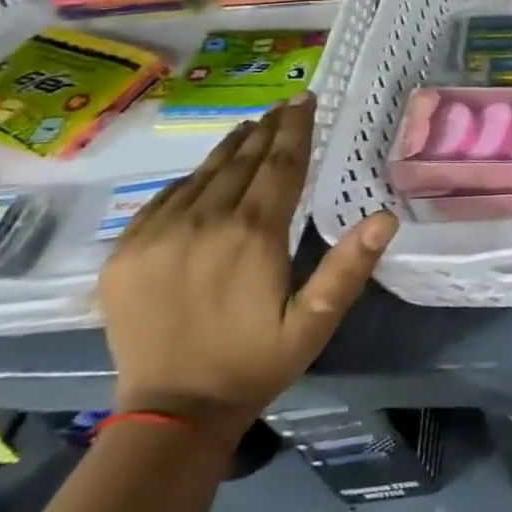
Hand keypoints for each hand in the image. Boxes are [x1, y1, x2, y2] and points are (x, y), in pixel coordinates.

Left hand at [97, 95, 396, 446]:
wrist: (171, 411)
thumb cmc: (256, 362)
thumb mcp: (315, 321)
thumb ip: (349, 267)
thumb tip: (386, 217)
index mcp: (252, 234)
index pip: (280, 165)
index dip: (296, 129)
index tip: (305, 100)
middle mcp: (203, 222)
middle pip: (242, 161)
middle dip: (268, 130)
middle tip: (285, 105)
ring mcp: (157, 235)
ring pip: (202, 174)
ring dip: (231, 148)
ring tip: (252, 126)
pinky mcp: (125, 253)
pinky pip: (164, 199)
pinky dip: (191, 179)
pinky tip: (204, 174)